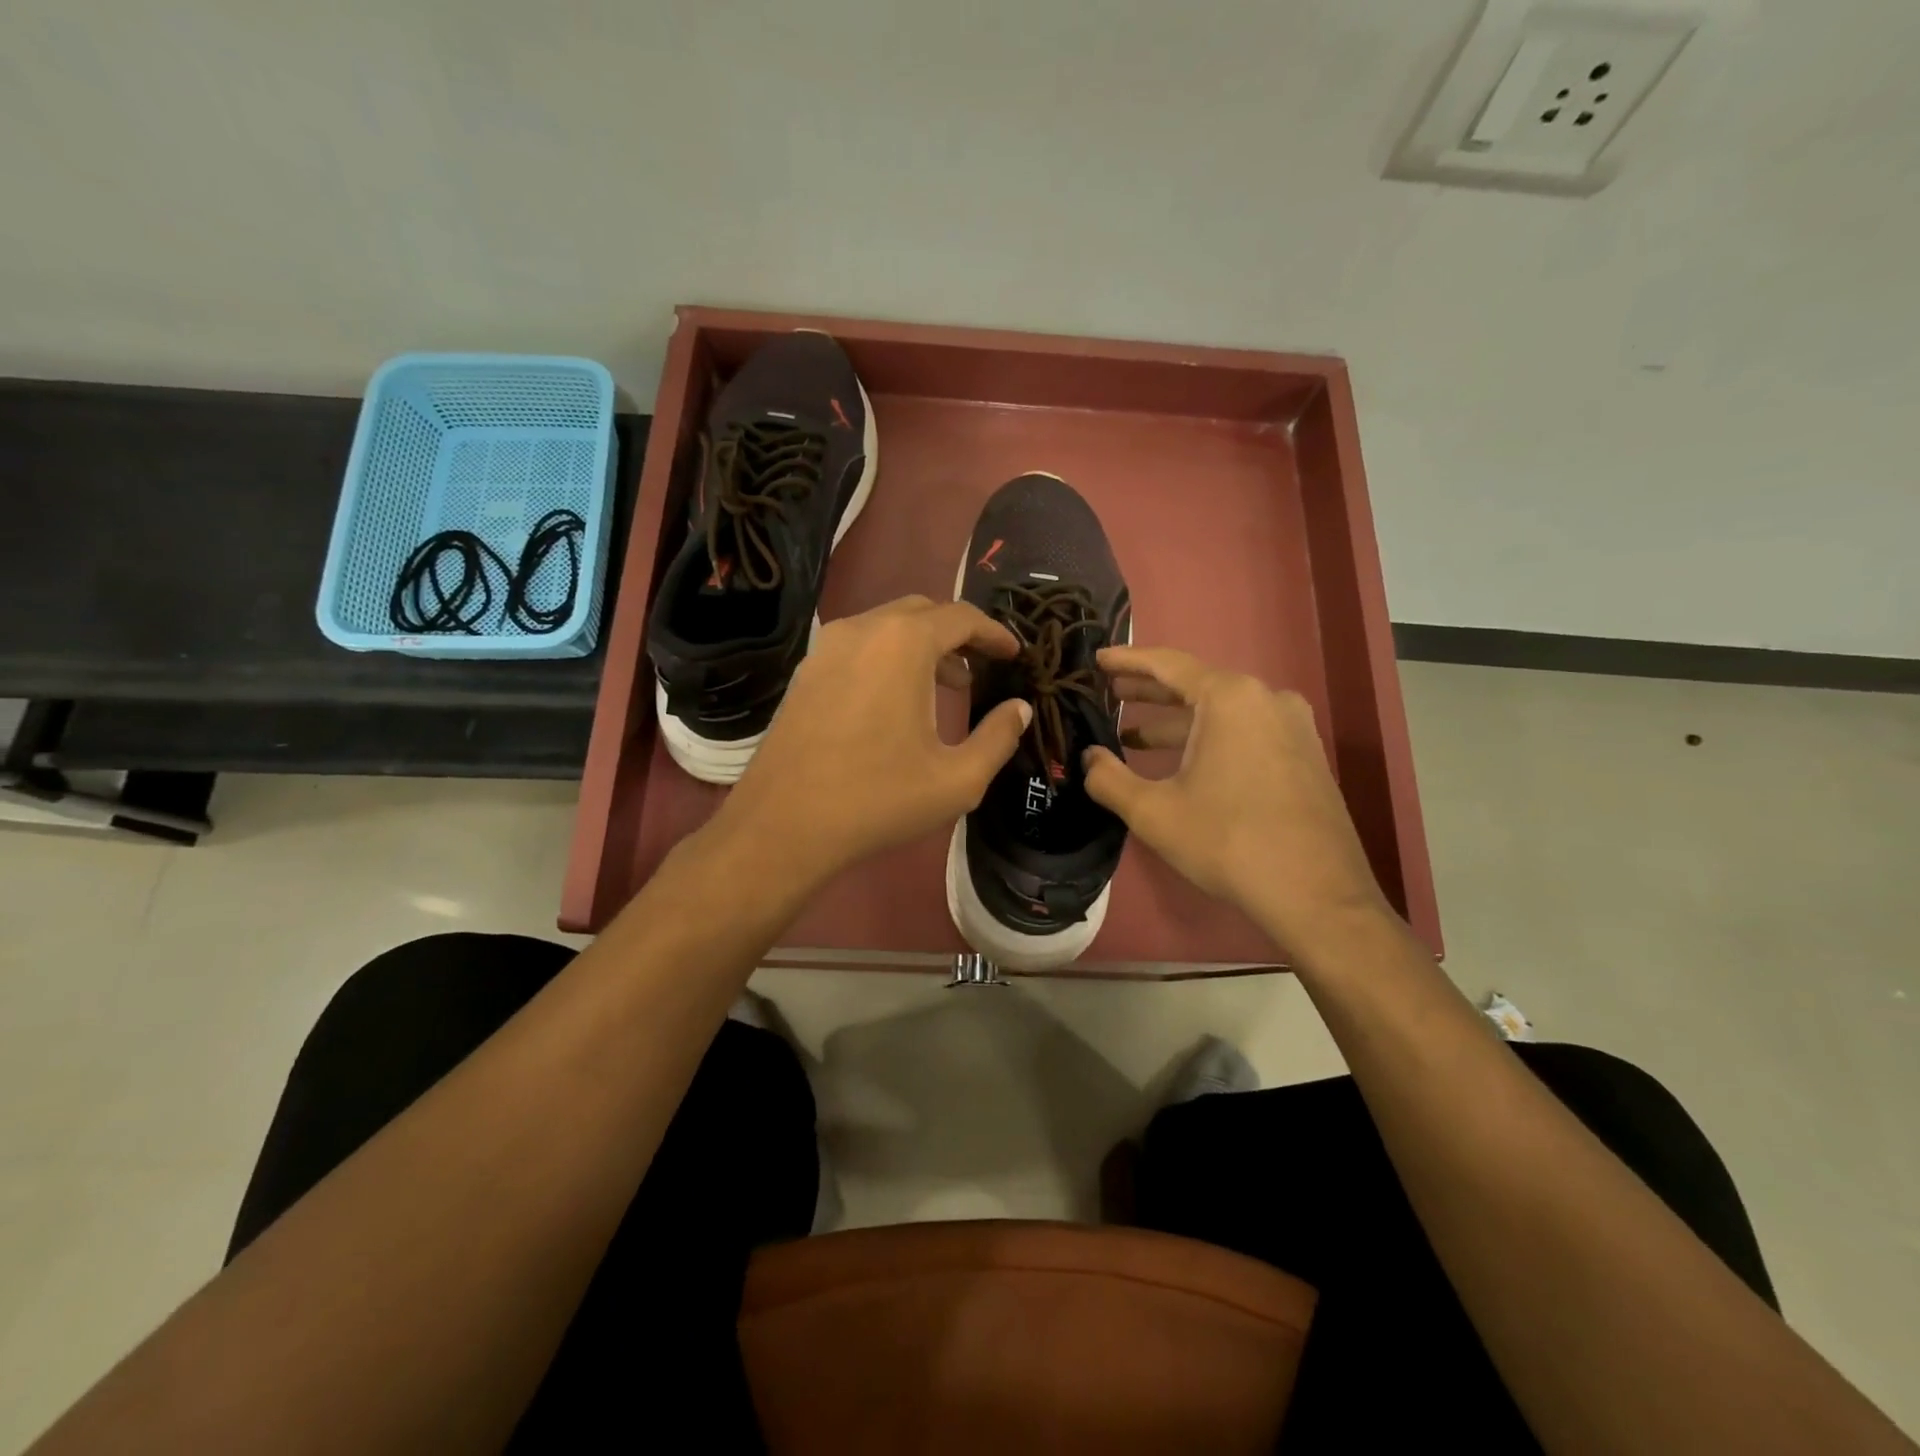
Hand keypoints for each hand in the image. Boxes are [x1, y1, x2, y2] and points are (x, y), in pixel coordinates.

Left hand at [712, 595, 1030, 884]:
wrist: (783, 826)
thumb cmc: (878, 800)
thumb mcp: (957, 779)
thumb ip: (998, 737)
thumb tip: (1018, 709)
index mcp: (902, 644)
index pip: (961, 617)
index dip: (994, 633)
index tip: (1014, 653)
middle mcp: (861, 630)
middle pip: (921, 612)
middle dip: (957, 634)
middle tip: (981, 667)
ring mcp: (825, 649)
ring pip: (885, 627)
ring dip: (921, 646)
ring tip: (945, 687)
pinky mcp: (804, 673)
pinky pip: (857, 647)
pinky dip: (887, 658)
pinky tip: (895, 701)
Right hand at [1081, 645, 1392, 958]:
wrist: (1317, 894)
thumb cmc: (1228, 841)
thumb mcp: (1153, 812)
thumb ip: (1109, 778)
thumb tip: (1087, 758)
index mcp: (1230, 698)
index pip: (1168, 664)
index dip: (1127, 660)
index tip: (1097, 659)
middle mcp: (1266, 699)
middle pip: (1197, 684)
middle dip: (1149, 691)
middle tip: (1110, 693)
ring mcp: (1293, 726)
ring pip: (1222, 712)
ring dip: (1177, 721)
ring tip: (1134, 735)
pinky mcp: (1305, 755)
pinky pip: (1246, 731)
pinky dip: (1208, 738)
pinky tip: (1183, 763)